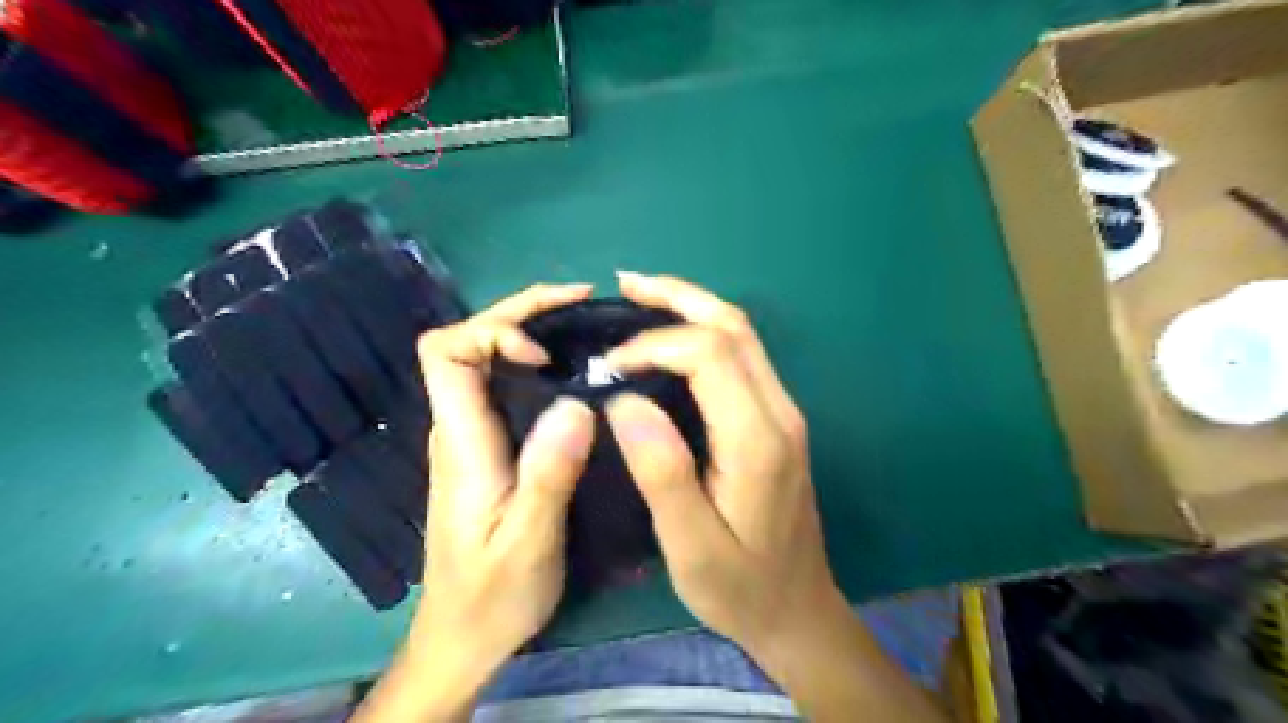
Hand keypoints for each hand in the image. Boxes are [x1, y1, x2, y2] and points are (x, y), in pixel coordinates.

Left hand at [353, 282, 595, 722]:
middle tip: (583, 301)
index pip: (445, 352)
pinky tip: (571, 371)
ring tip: (585, 326)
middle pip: (467, 343)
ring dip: (529, 332)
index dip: (492, 332)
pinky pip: (502, 386)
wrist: (463, 635)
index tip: (544, 352)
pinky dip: (535, 363)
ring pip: (485, 361)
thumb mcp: (529, 541)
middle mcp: (457, 427)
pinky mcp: (485, 449)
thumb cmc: (494, 594)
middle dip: (521, 313)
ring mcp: (469, 437)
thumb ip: (549, 473)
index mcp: (461, 441)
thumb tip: (574, 404)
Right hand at [601, 271, 836, 653]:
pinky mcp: (776, 419)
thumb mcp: (692, 546)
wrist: (798, 610)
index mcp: (757, 439)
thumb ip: (662, 472)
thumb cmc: (741, 587)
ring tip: (642, 295)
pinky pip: (742, 355)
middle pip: (734, 326)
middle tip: (625, 284)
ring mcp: (783, 412)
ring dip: (692, 306)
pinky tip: (672, 336)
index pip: (709, 354)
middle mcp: (778, 411)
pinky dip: (704, 331)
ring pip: (742, 334)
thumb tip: (625, 401)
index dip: (654, 345)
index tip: (610, 366)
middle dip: (678, 296)